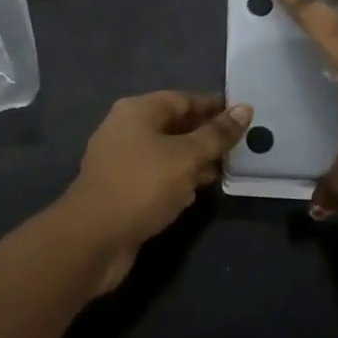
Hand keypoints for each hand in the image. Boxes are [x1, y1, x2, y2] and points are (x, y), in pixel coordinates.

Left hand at [53, 91, 253, 292]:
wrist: (93, 238)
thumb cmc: (142, 185)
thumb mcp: (186, 157)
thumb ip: (216, 134)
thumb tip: (244, 109)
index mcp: (137, 111)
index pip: (182, 99)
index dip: (213, 107)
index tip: (242, 116)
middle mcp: (125, 129)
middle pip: (173, 125)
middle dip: (205, 136)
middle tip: (238, 148)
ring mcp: (120, 161)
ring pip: (165, 153)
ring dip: (193, 161)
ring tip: (222, 171)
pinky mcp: (120, 190)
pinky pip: (155, 176)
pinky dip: (176, 181)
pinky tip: (194, 194)